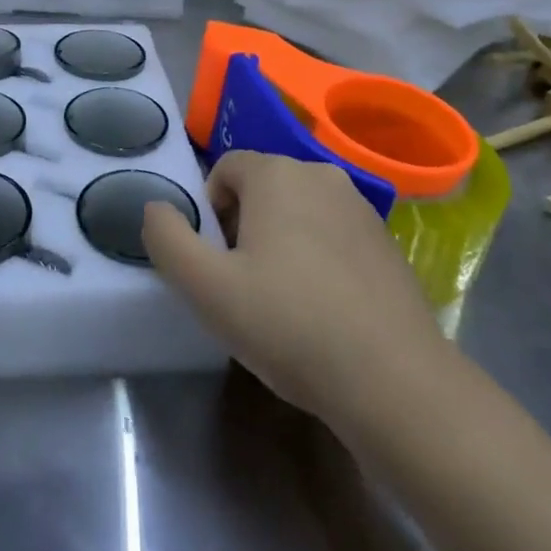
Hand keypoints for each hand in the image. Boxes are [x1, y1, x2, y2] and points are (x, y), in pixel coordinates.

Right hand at [142, 149, 456, 428]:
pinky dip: (318, 258)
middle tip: (243, 284)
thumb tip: (155, 207)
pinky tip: (324, 311)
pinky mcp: (386, 242)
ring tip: (283, 302)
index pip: (225, 169)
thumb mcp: (206, 288)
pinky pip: (333, 235)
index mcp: (277, 173)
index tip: (217, 263)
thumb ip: (167, 239)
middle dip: (243, 226)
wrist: (395, 382)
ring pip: (299, 211)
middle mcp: (321, 174)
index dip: (210, 212)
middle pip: (262, 187)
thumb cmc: (290, 324)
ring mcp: (361, 207)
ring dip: (280, 242)